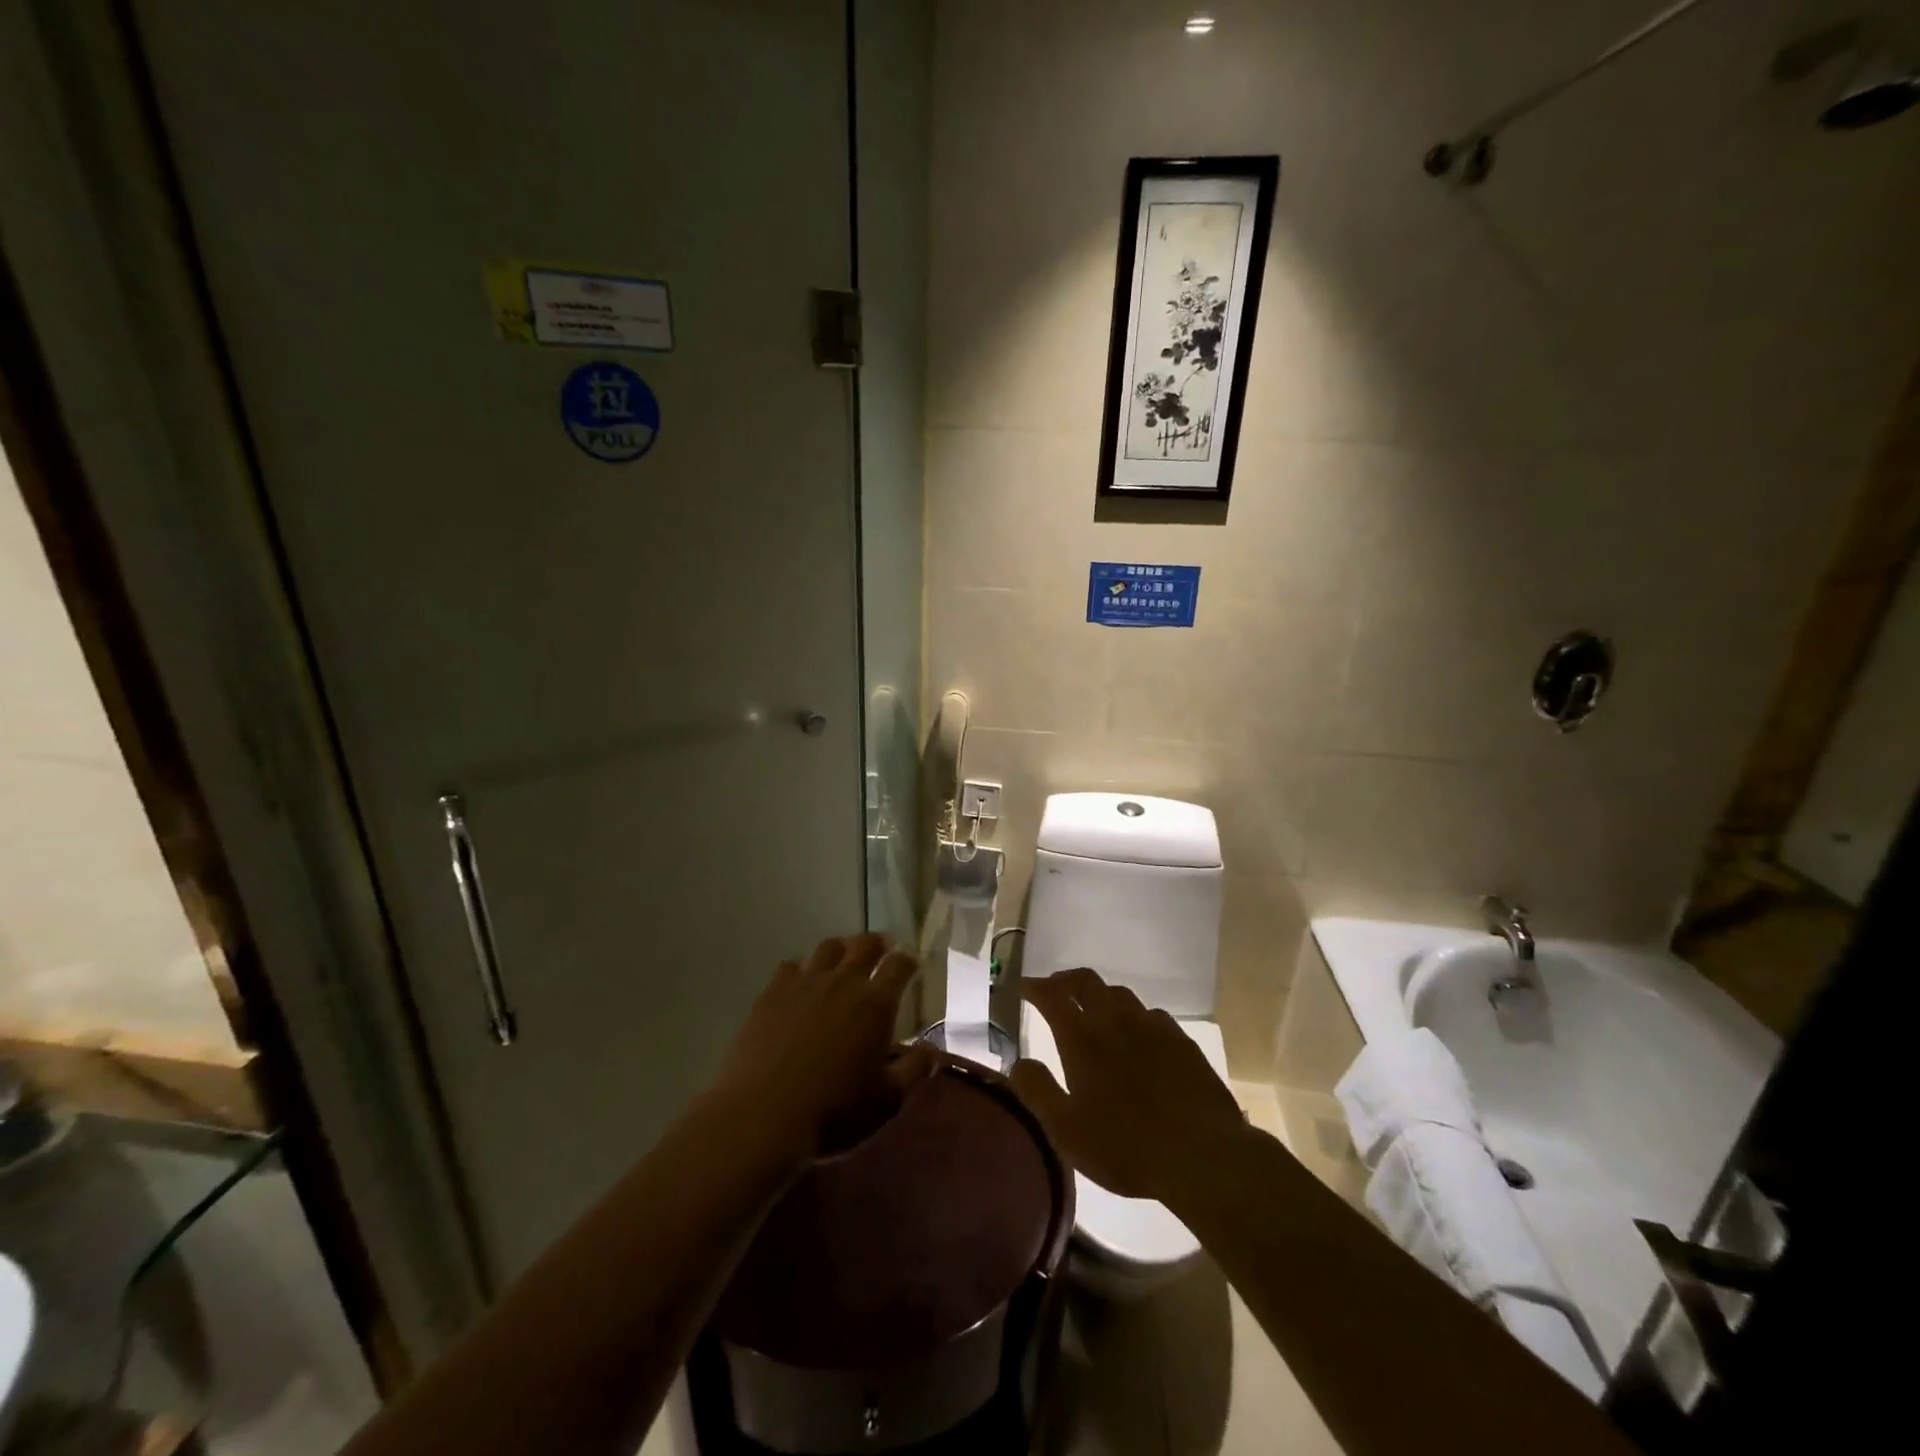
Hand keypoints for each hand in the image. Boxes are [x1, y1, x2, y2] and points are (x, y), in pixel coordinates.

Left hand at [711, 933, 937, 1164]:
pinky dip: (802, 969)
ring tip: (842, 964)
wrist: (762, 1117)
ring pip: (828, 947)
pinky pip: (791, 965)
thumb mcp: (886, 1101)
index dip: (908, 961)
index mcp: (876, 1003)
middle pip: (865, 944)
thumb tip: (936, 1051)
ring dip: (841, 951)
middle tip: (881, 953)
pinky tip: (800, 985)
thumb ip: (915, 1071)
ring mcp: (804, 983)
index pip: (900, 965)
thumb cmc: (833, 1112)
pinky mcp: (772, 993)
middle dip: (878, 944)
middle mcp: (843, 982)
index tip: (911, 967)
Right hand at [1010, 968, 1255, 1203]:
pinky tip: (1139, 1032)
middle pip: (1086, 981)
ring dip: (1100, 994)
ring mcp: (1152, 1027)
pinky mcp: (1181, 1041)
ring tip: (1094, 1007)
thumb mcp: (1066, 1130)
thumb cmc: (1124, 1146)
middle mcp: (1115, 1021)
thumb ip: (1037, 1091)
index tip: (1024, 987)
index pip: (1052, 996)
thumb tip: (1018, 1062)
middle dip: (1065, 980)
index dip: (1035, 987)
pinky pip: (1151, 1014)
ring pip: (1119, 993)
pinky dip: (1134, 1015)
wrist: (1201, 1154)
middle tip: (1055, 988)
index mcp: (1082, 1039)